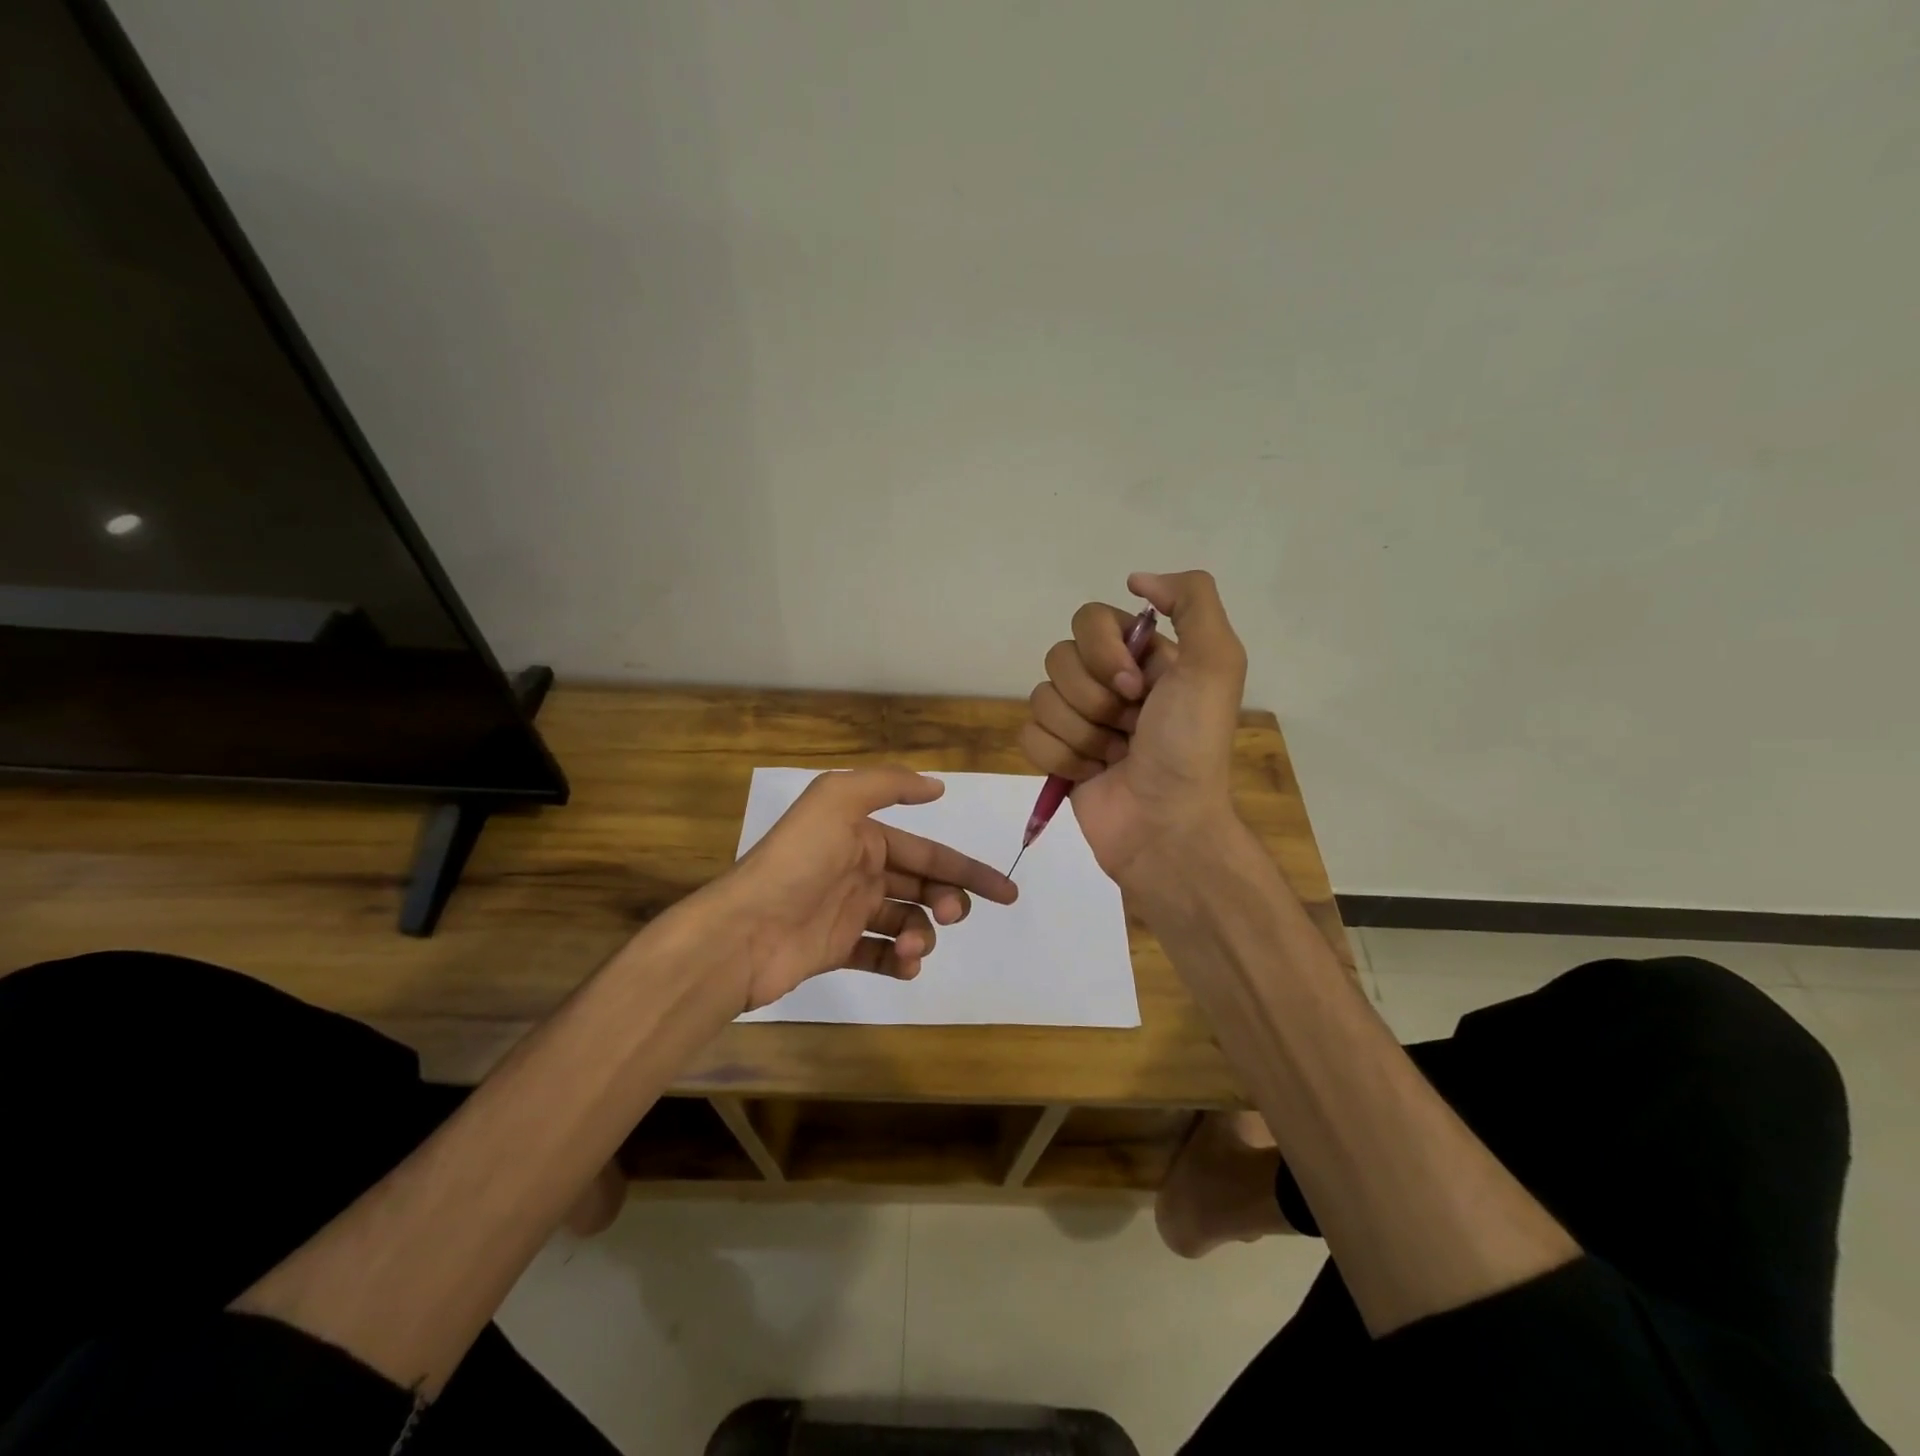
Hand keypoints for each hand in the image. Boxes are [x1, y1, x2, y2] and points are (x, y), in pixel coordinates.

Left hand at [714, 766, 1018, 1011]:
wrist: (743, 931)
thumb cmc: (796, 862)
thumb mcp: (838, 800)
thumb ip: (888, 785)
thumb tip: (936, 786)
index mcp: (863, 836)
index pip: (927, 852)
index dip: (968, 869)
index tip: (1005, 892)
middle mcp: (859, 871)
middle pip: (922, 887)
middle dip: (948, 900)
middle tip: (953, 915)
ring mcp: (848, 912)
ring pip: (906, 921)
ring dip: (923, 934)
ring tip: (913, 945)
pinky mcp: (835, 950)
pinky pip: (880, 955)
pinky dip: (899, 961)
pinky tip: (904, 964)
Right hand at [1021, 570, 1247, 888]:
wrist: (1166, 826)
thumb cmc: (1190, 746)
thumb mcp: (1216, 663)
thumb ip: (1192, 600)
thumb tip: (1136, 578)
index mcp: (1144, 656)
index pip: (1090, 620)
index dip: (1104, 653)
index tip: (1137, 688)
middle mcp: (1110, 682)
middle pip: (1059, 658)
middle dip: (1093, 699)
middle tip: (1129, 727)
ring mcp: (1081, 720)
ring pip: (1041, 698)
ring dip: (1081, 733)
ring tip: (1113, 757)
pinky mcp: (1057, 755)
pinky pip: (1028, 734)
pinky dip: (1059, 757)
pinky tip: (1091, 774)